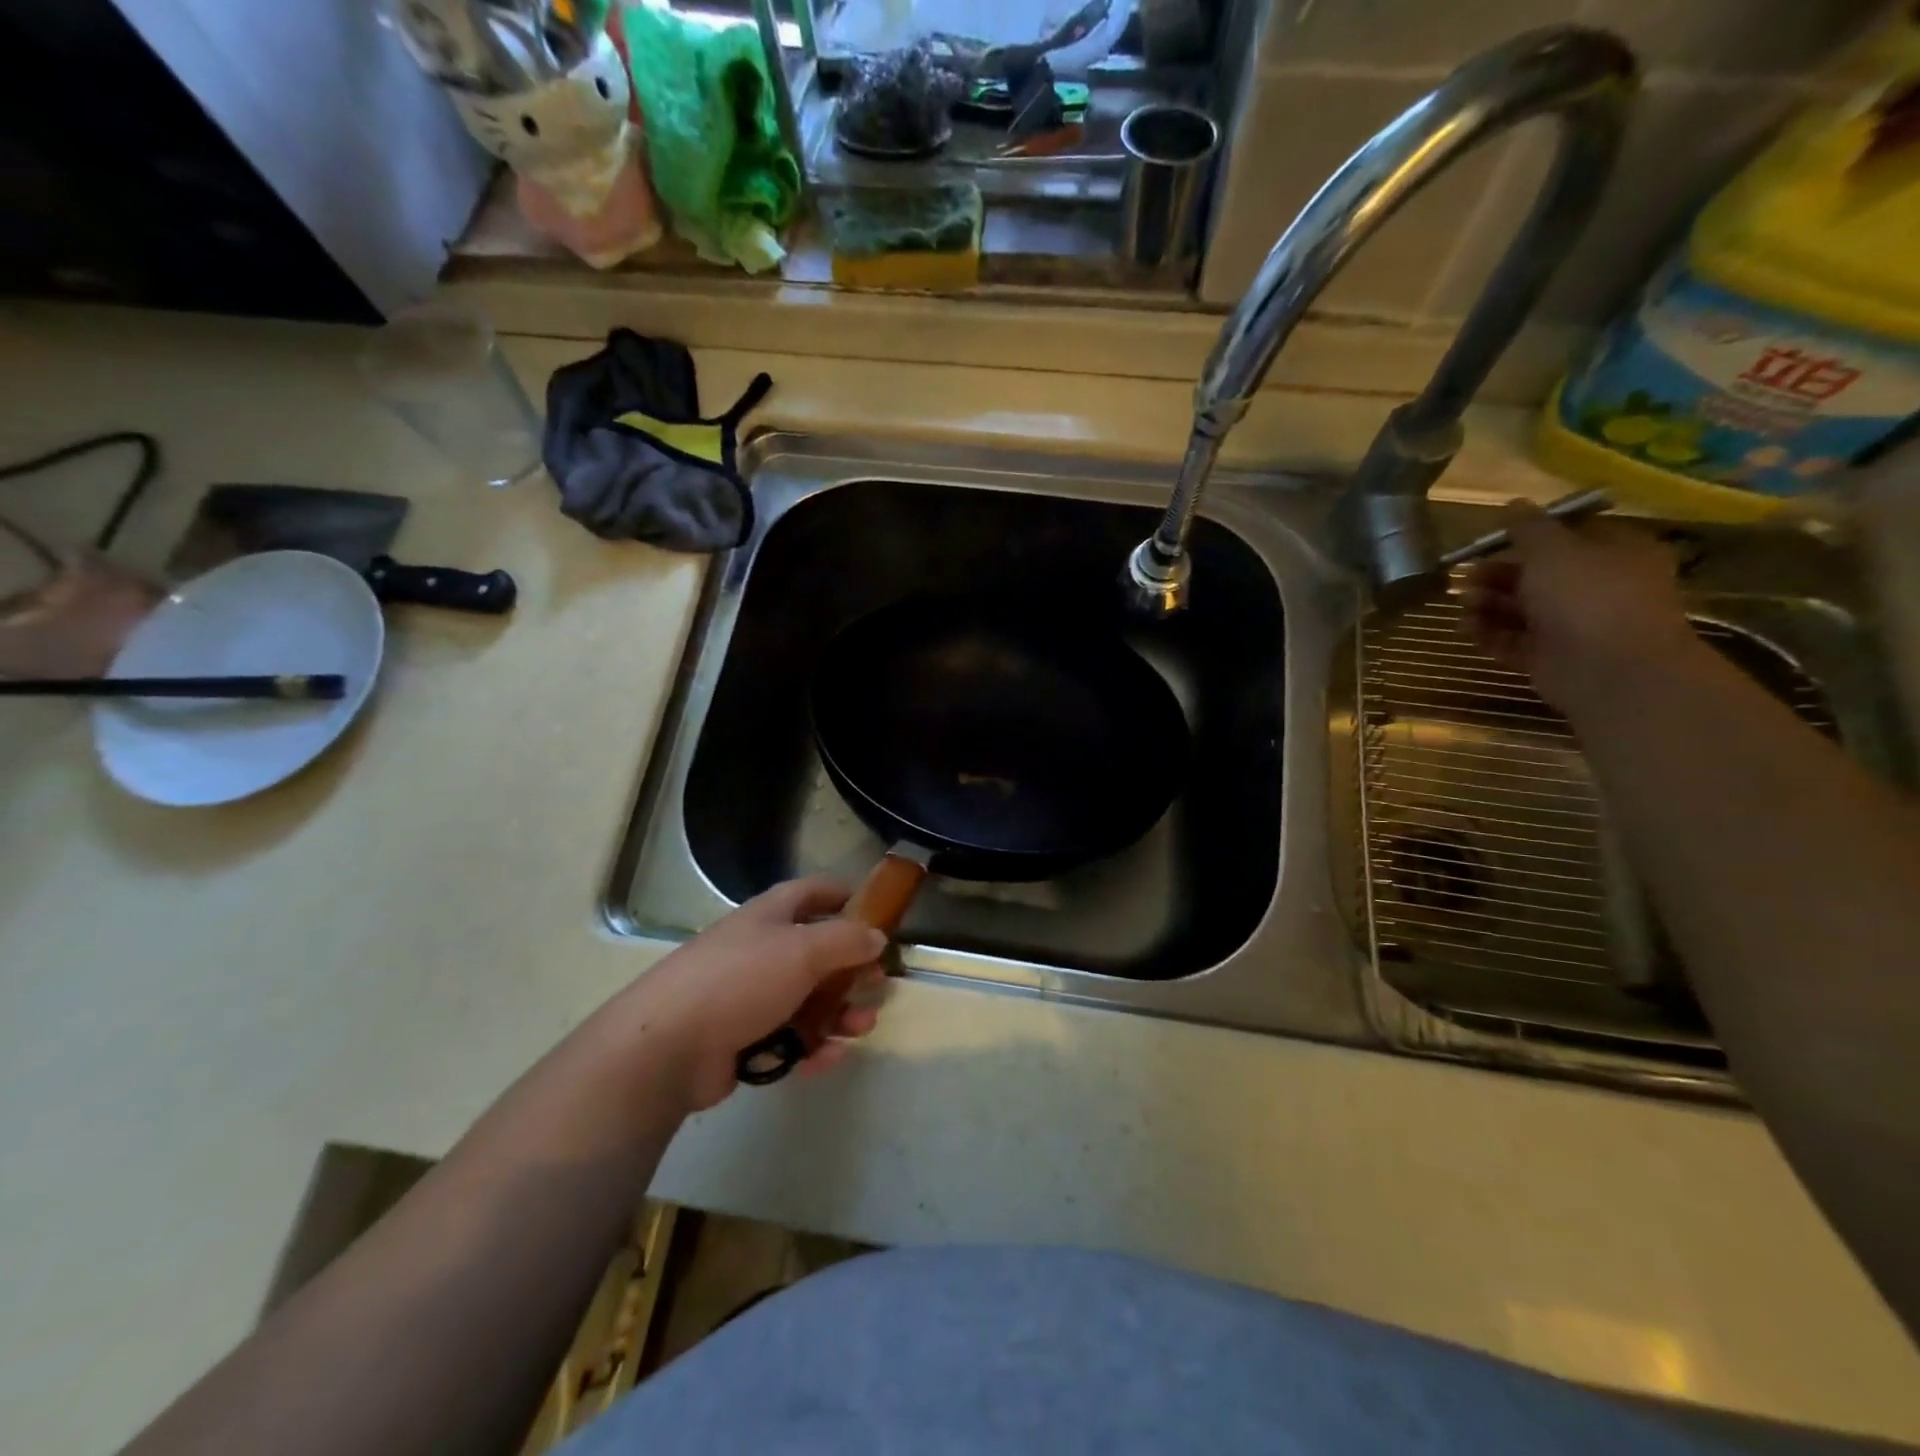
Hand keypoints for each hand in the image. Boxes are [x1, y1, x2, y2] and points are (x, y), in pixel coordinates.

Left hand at [629, 879, 886, 1112]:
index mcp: (769, 917)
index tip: (876, 910)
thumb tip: (876, 936)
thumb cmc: (741, 980)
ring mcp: (749, 997)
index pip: (810, 893)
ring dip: (839, 1014)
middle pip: (816, 953)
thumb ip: (846, 940)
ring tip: (861, 1028)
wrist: (668, 1046)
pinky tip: (830, 1057)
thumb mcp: (802, 950)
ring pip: (807, 1001)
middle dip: (850, 969)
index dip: (843, 895)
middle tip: (876, 983)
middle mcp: (760, 951)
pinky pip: (789, 1039)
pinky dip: (812, 1047)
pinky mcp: (742, 1040)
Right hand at [1461, 503, 1699, 714]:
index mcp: (1613, 553)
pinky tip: (1467, 627)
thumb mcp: (1553, 549)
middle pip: (1537, 574)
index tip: (1493, 539)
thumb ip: (1528, 527)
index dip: (1529, 535)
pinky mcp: (1548, 657)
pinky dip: (1488, 633)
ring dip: (1488, 603)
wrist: (1608, 668)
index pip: (1569, 536)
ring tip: (1465, 603)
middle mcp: (1595, 587)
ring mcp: (1572, 625)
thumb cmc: (1587, 595)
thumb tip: (1513, 503)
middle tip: (1467, 575)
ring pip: (1520, 609)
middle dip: (1498, 574)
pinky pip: (1512, 640)